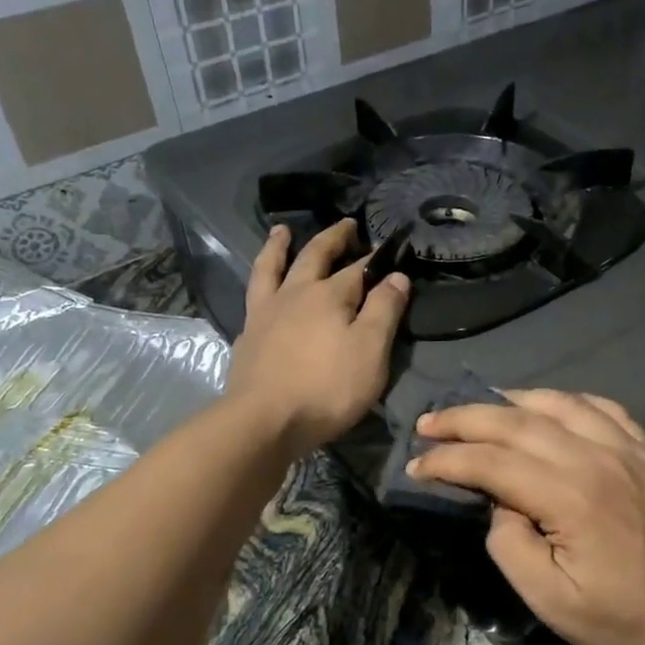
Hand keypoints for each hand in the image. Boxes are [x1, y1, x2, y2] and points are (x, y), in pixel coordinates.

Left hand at [227, 220, 409, 454]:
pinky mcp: (247, 335)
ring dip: (279, 246)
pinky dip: (260, 282)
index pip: (359, 268)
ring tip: (282, 231)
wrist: (265, 420)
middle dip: (333, 238)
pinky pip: (253, 296)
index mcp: (330, 295)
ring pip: (271, 267)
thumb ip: (384, 310)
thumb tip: (396, 275)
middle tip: (346, 225)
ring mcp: (266, 312)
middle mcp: (296, 294)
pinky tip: (263, 288)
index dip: (376, 258)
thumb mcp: (371, 351)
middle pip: (314, 256)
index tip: (390, 247)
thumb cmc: (327, 388)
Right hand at [409, 390, 644, 644]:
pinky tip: (548, 406)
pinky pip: (601, 407)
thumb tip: (500, 505)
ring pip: (557, 403)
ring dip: (510, 401)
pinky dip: (565, 400)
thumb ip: (511, 546)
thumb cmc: (626, 618)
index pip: (492, 462)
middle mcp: (595, 457)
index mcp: (569, 495)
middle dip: (465, 419)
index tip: (416, 465)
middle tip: (429, 422)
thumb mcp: (553, 602)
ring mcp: (626, 448)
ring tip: (479, 407)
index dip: (447, 460)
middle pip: (517, 422)